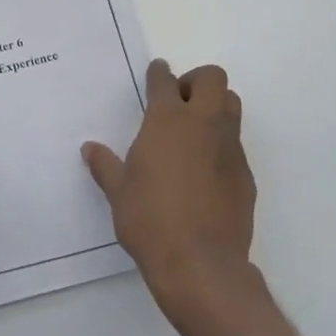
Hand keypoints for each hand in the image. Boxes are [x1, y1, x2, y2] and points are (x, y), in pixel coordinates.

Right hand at [83, 59, 256, 326]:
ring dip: (214, 106)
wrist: (200, 263)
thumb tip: (90, 149)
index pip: (165, 81)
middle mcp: (203, 125)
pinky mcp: (245, 174)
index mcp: (167, 121)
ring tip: (192, 131)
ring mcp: (229, 148)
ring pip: (231, 105)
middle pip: (212, 78)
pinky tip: (204, 171)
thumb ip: (105, 165)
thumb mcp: (118, 192)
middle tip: (178, 102)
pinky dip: (221, 145)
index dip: (159, 73)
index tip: (156, 72)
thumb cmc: (150, 220)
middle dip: (195, 81)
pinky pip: (235, 144)